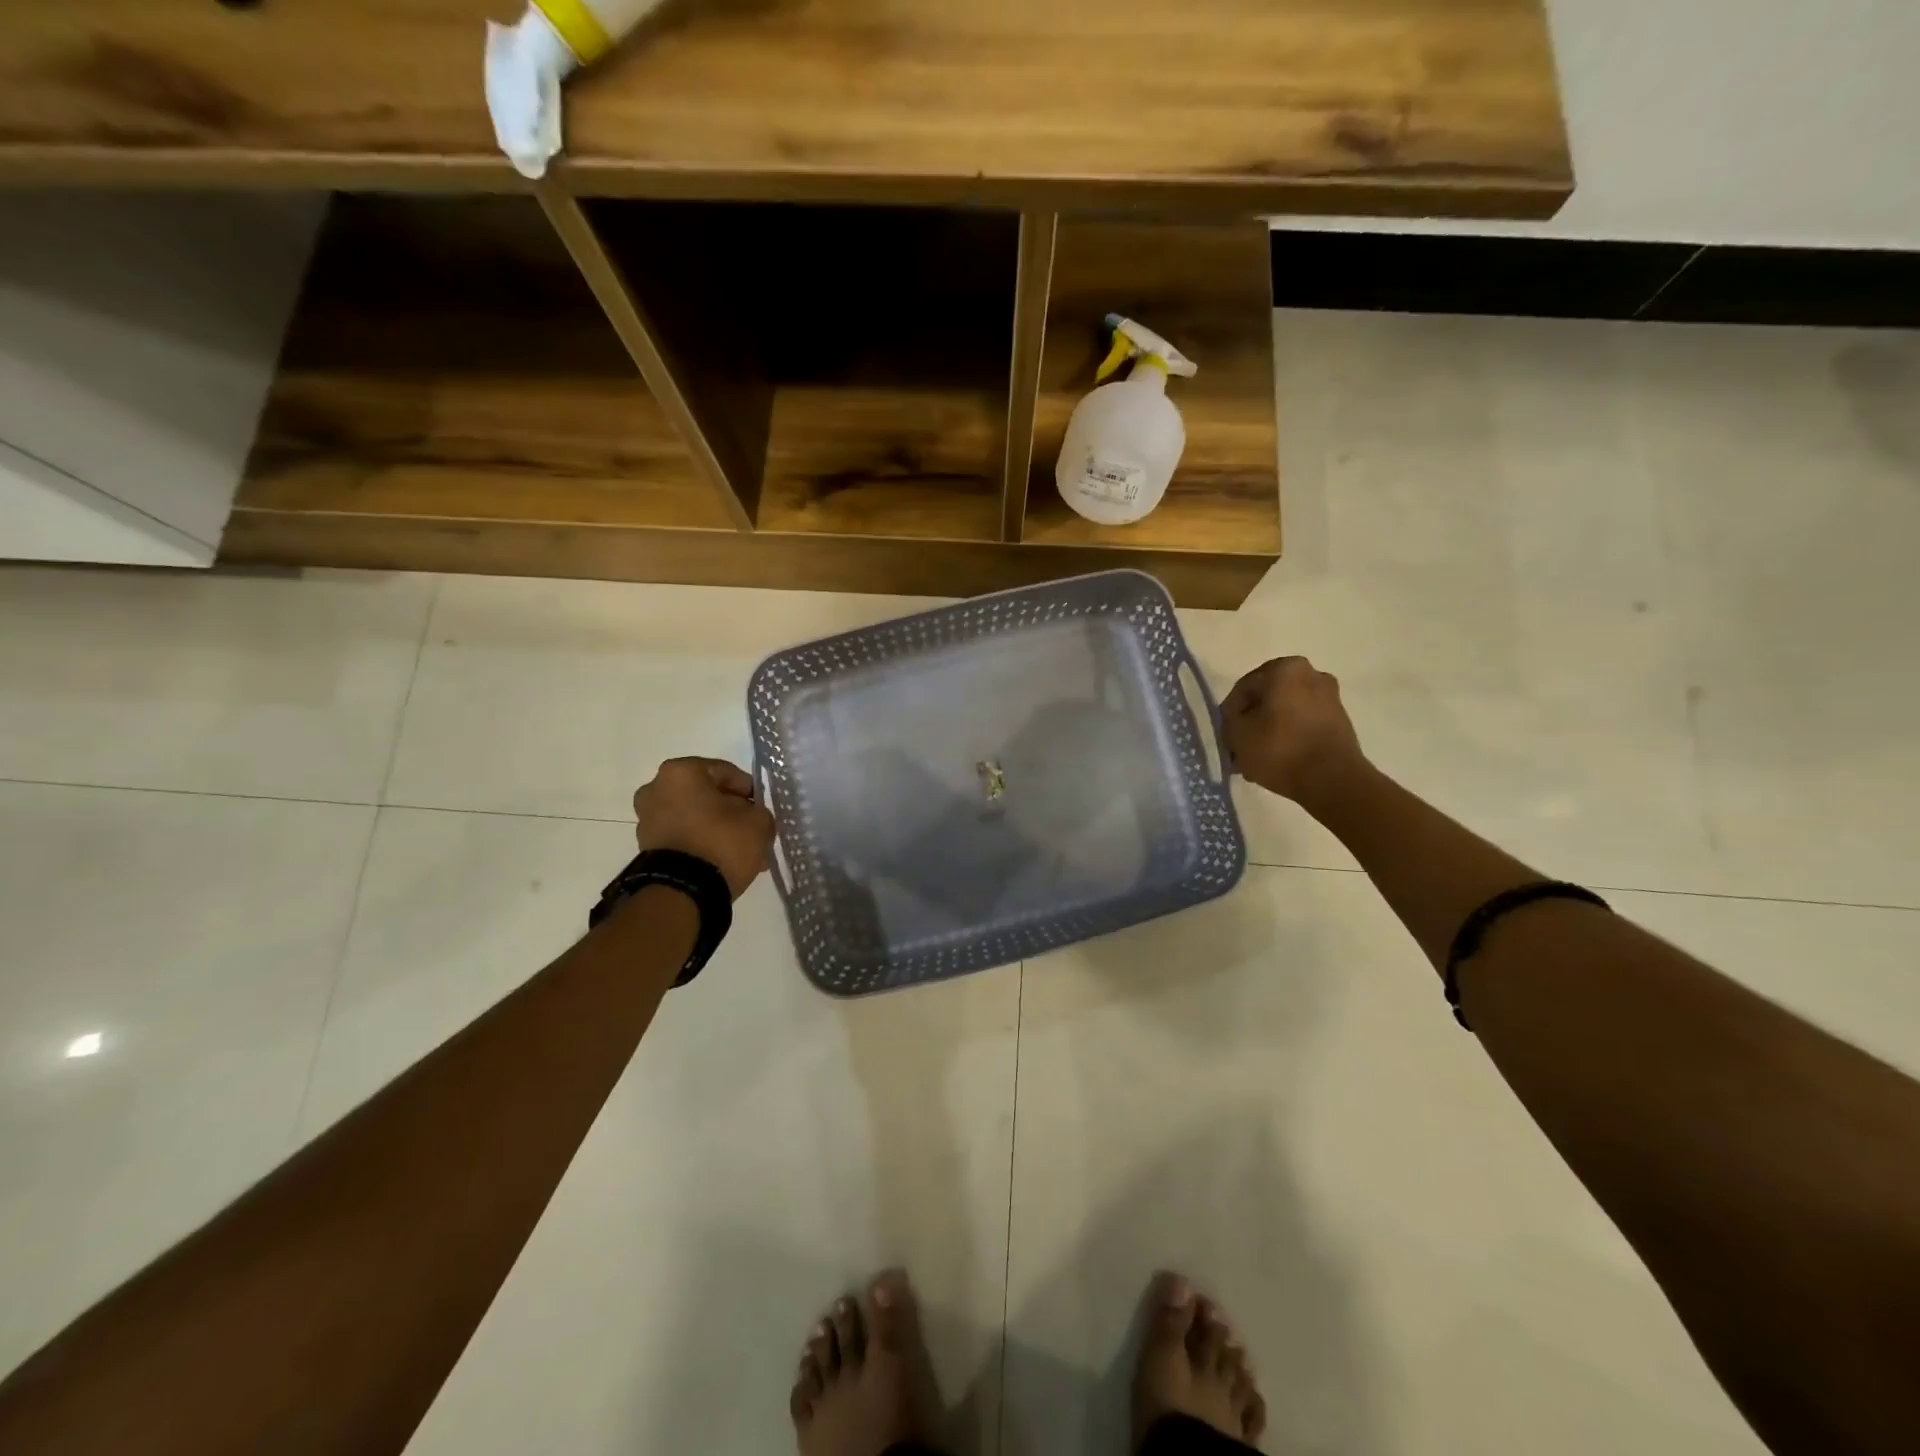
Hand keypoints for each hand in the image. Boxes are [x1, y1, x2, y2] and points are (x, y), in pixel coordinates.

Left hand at [634, 757, 775, 899]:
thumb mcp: (758, 822)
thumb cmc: (721, 843)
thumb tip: (751, 816)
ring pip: (694, 817)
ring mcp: (647, 819)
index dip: (749, 791)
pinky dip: (700, 843)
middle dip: (730, 811)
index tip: (761, 809)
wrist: (682, 892)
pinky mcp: (646, 846)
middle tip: (750, 829)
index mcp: (681, 771)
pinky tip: (721, 860)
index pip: (726, 772)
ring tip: (739, 851)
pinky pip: (682, 836)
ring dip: (715, 829)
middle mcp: (656, 788)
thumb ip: (759, 811)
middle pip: (706, 795)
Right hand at [1221, 656, 1367, 806]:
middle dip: (1251, 721)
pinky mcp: (1340, 720)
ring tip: (1257, 758)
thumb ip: (1229, 720)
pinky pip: (1303, 724)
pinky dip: (1289, 737)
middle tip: (1239, 746)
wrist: (1332, 780)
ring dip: (1269, 730)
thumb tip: (1237, 720)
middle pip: (1266, 698)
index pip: (1243, 688)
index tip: (1226, 736)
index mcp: (1285, 669)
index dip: (1230, 714)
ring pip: (1285, 711)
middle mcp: (1311, 674)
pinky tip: (1278, 759)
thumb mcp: (1236, 734)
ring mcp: (1330, 697)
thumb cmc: (1280, 750)